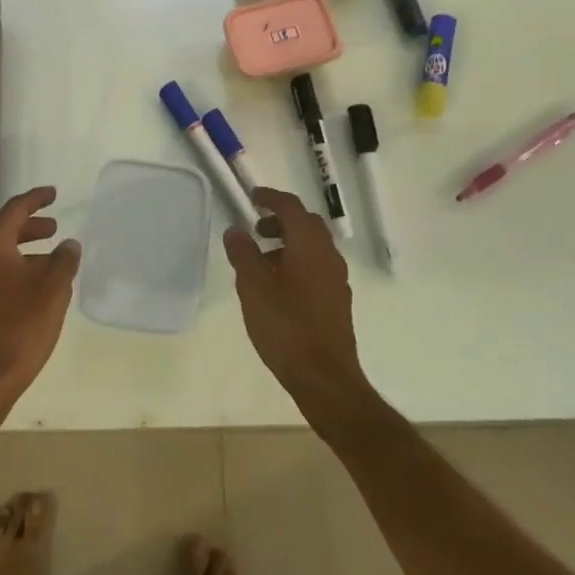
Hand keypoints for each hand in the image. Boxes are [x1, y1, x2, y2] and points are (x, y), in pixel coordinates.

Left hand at [0, 186, 80, 409]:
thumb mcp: (53, 290)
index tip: (53, 193)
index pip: (13, 211)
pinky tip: (38, 289)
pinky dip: (18, 271)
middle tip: (55, 228)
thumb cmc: (21, 328)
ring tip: (53, 261)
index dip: (35, 199)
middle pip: (4, 232)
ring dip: (26, 252)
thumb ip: (64, 261)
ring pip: (0, 257)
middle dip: (31, 227)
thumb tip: (68, 244)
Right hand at [222, 188, 372, 418]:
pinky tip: (279, 286)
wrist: (324, 377)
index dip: (271, 198)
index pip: (291, 208)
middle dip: (281, 220)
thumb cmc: (285, 327)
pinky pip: (318, 266)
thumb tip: (236, 230)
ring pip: (314, 246)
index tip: (253, 197)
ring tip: (262, 261)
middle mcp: (328, 256)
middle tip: (256, 230)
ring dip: (289, 243)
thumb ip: (243, 254)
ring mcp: (337, 279)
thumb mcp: (253, 288)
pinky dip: (298, 262)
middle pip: (307, 224)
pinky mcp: (337, 300)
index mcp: (309, 246)